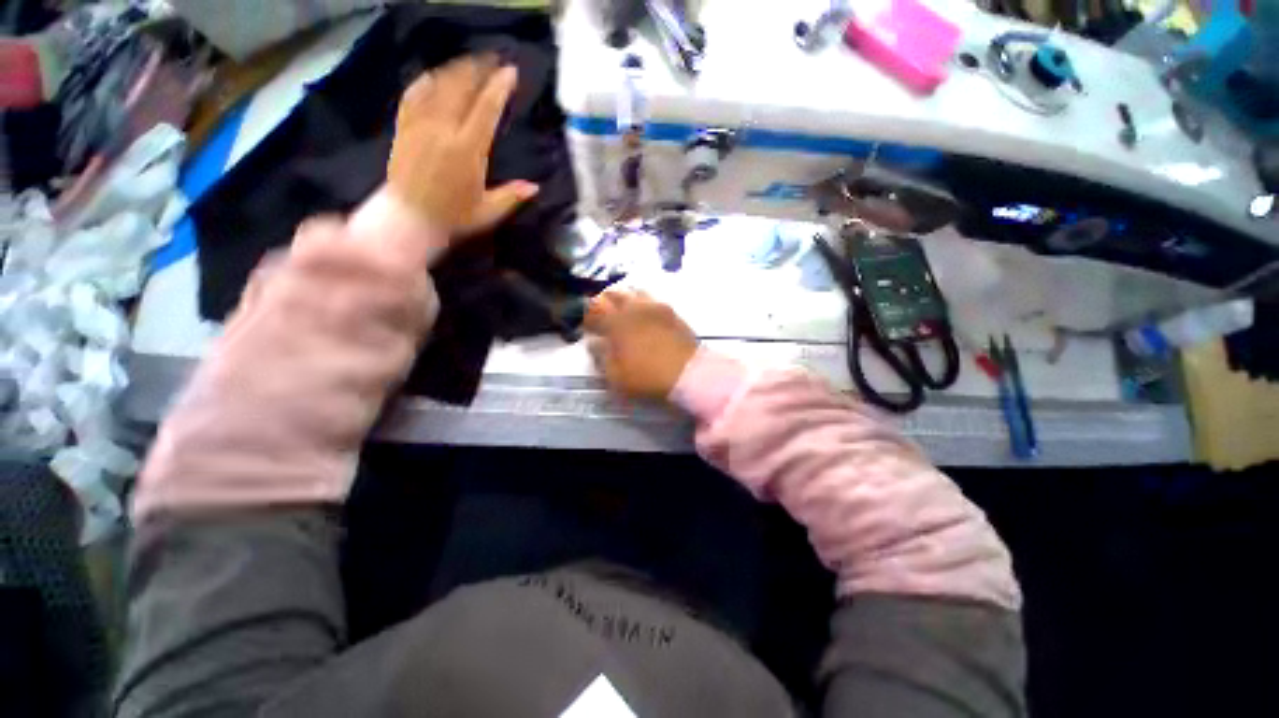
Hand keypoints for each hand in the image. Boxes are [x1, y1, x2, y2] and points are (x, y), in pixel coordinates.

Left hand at [388, 55, 539, 237]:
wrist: (409, 218)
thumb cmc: (452, 217)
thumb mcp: (488, 212)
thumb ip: (511, 196)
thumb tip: (535, 187)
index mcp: (468, 150)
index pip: (486, 110)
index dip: (499, 88)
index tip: (510, 72)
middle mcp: (443, 130)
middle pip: (461, 88)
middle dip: (478, 70)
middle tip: (492, 60)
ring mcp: (420, 125)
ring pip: (438, 86)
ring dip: (455, 71)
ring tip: (469, 63)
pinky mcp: (404, 128)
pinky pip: (413, 95)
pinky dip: (425, 81)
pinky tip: (433, 75)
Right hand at [584, 290, 698, 399]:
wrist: (688, 374)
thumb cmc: (647, 377)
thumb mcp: (616, 375)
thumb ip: (601, 356)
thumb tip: (594, 342)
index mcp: (616, 322)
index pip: (594, 310)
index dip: (587, 316)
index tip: (586, 326)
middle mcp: (634, 308)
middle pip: (614, 294)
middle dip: (604, 302)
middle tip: (602, 314)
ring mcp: (655, 306)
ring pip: (634, 292)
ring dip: (625, 298)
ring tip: (624, 311)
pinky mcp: (671, 311)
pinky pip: (652, 299)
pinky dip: (643, 303)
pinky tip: (645, 315)